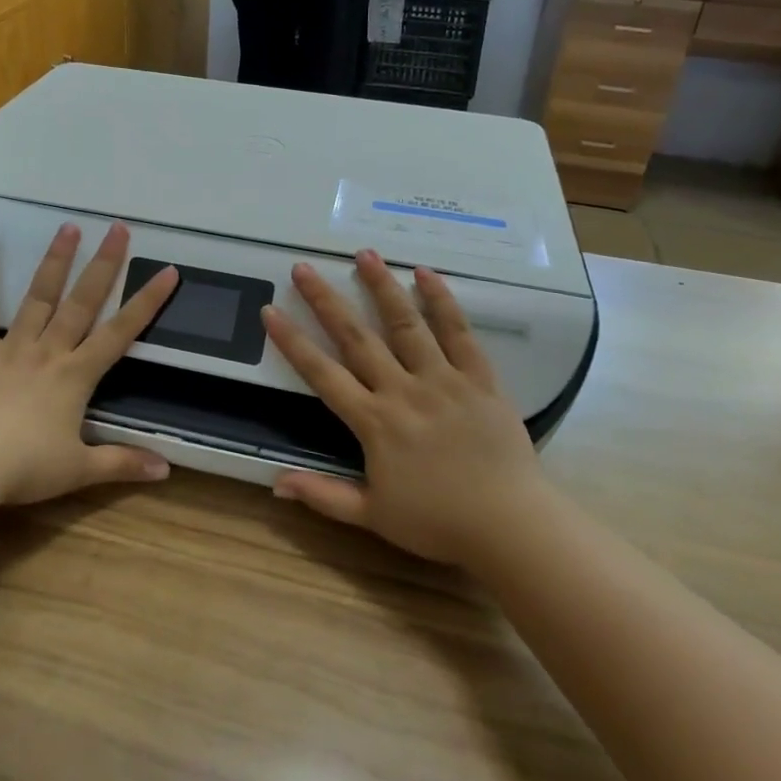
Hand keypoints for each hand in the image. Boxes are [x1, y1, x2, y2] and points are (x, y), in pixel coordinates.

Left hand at [0, 222, 179, 506]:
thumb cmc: (24, 469)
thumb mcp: (79, 470)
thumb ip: (122, 464)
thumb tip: (166, 470)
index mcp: (76, 376)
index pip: (120, 333)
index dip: (146, 302)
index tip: (167, 272)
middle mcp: (49, 352)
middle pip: (82, 302)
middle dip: (104, 264)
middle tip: (118, 228)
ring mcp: (12, 348)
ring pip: (38, 298)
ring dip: (55, 261)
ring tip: (68, 227)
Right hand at [262, 250, 542, 567]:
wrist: (510, 526)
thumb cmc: (438, 523)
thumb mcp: (373, 516)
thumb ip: (324, 495)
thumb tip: (275, 482)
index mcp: (374, 422)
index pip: (322, 373)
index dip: (292, 342)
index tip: (270, 310)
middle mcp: (402, 390)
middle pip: (357, 337)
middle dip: (326, 300)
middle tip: (304, 268)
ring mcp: (442, 379)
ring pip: (406, 324)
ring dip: (382, 287)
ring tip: (364, 254)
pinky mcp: (479, 378)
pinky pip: (459, 333)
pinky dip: (443, 302)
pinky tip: (427, 274)